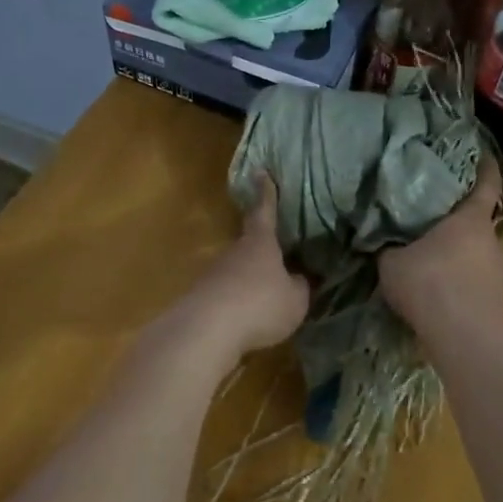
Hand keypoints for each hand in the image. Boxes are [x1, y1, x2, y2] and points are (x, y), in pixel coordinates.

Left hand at [175, 177, 309, 362]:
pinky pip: (227, 293)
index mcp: (260, 242)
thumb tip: (298, 278)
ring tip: (267, 297)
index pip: (264, 211)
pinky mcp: (202, 295)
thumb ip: (299, 286)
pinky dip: (238, 301)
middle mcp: (234, 251)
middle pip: (250, 243)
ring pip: (238, 269)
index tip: (260, 172)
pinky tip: (247, 318)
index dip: (266, 193)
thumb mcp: (295, 300)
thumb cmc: (260, 305)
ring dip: (250, 279)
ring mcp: (215, 272)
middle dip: (263, 250)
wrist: (207, 329)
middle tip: (279, 257)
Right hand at [379, 156, 502, 341]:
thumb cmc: (428, 285)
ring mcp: (502, 270)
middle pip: (482, 222)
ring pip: (482, 253)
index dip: (486, 169)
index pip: (486, 186)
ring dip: (465, 255)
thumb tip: (384, 241)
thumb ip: (390, 248)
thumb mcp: (392, 263)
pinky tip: (446, 291)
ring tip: (440, 261)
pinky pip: (481, 280)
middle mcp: (494, 240)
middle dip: (463, 222)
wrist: (464, 337)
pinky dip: (466, 280)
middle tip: (440, 222)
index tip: (485, 157)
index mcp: (470, 221)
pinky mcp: (502, 299)